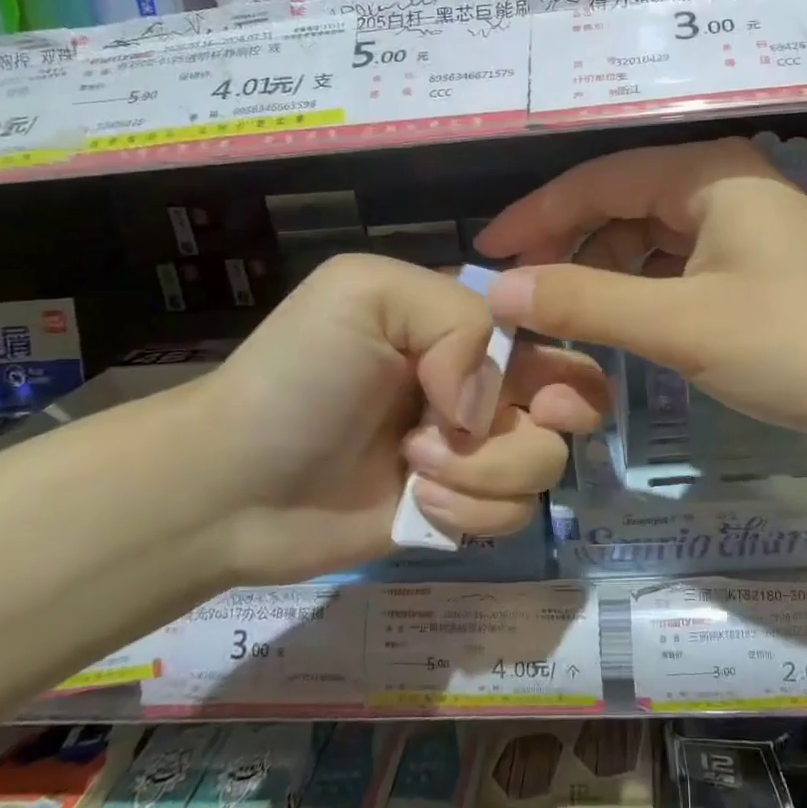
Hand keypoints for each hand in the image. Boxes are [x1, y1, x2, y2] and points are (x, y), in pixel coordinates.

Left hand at [191, 253, 607, 583]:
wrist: (233, 484)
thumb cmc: (298, 374)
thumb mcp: (365, 293)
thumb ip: (455, 317)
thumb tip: (487, 403)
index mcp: (466, 329)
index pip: (552, 332)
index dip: (564, 356)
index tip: (540, 384)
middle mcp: (482, 386)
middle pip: (573, 400)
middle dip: (556, 415)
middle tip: (510, 423)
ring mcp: (475, 453)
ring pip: (544, 462)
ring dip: (485, 468)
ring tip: (414, 463)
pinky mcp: (462, 511)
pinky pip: (512, 514)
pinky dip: (470, 510)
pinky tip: (416, 502)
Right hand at [475, 138, 806, 459]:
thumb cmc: (798, 345)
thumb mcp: (681, 324)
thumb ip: (585, 302)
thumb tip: (499, 289)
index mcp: (708, 174)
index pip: (597, 179)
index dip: (536, 215)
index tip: (486, 252)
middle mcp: (726, 188)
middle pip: (623, 206)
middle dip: (569, 248)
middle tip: (520, 296)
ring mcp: (747, 233)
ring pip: (651, 242)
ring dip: (604, 276)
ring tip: (561, 318)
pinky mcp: (761, 275)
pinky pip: (680, 272)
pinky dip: (643, 296)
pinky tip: (621, 328)